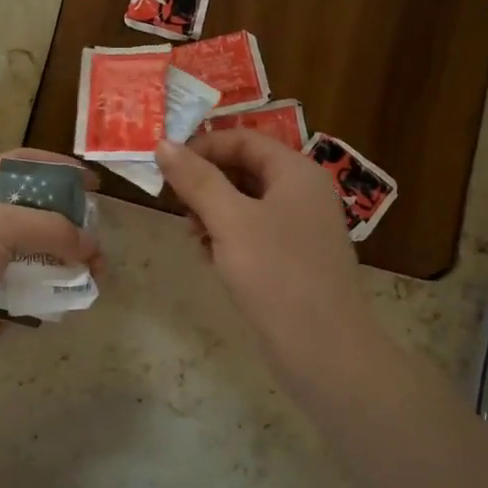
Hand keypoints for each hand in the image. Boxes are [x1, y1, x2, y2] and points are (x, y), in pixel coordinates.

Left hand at [0, 151, 102, 393]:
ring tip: (97, 272)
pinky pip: (37, 291)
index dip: (56, 167)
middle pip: (37, 211)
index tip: (91, 182)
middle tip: (97, 236)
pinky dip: (59, 292)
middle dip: (72, 220)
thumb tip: (89, 245)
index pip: (20, 165)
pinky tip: (76, 297)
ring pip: (42, 254)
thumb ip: (49, 227)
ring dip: (72, 260)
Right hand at [155, 132, 381, 383]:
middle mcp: (302, 193)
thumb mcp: (230, 220)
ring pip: (245, 203)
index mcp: (296, 172)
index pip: (243, 139)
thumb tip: (163, 143)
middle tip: (174, 204)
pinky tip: (210, 257)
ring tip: (192, 235)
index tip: (166, 166)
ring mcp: (299, 228)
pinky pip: (253, 233)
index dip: (203, 146)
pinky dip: (227, 237)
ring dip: (212, 211)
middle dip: (205, 182)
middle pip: (244, 169)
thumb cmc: (277, 273)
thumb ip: (196, 179)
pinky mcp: (292, 259)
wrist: (324, 348)